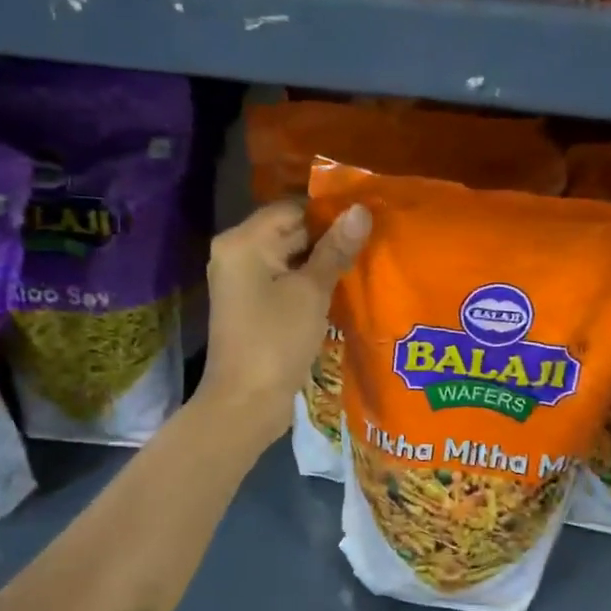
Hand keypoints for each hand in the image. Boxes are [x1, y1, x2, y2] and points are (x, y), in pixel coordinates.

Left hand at [195, 199, 371, 441]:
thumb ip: (336, 250)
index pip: (292, 208)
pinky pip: (284, 282)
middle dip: (328, 238)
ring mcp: (243, 282)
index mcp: (243, 242)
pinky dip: (309, 283)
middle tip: (373, 241)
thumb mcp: (311, 292)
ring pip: (290, 259)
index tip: (367, 219)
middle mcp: (237, 254)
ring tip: (365, 262)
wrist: (246, 402)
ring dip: (322, 263)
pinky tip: (342, 289)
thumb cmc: (276, 340)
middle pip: (289, 232)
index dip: (329, 212)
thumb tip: (361, 210)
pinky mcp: (253, 306)